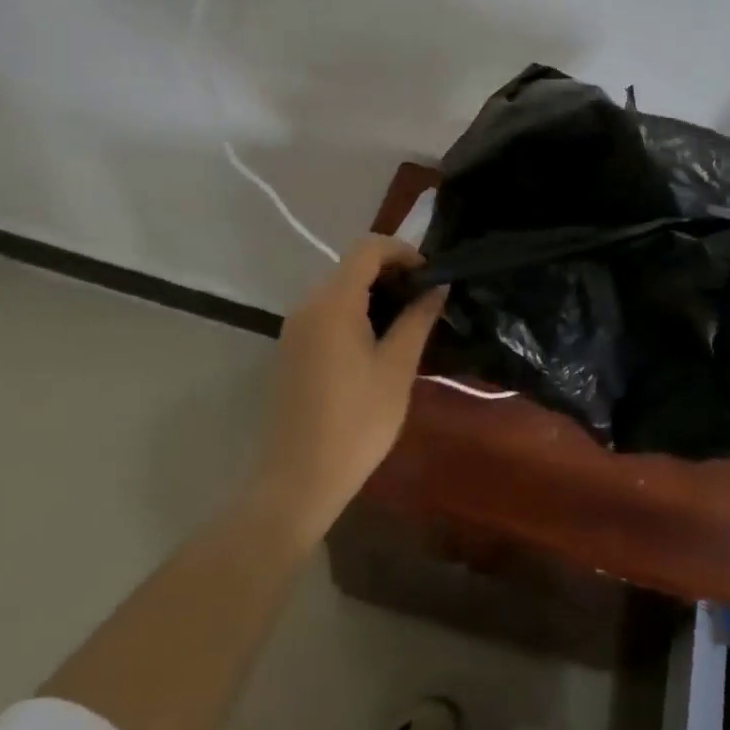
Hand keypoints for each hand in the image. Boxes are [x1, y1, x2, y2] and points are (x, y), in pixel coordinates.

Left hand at [253, 236, 447, 541]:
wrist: (297, 481)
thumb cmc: (356, 423)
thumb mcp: (397, 368)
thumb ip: (418, 319)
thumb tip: (437, 286)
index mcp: (333, 303)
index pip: (368, 248)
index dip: (403, 251)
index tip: (430, 275)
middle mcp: (308, 305)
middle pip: (352, 266)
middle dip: (392, 273)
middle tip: (426, 301)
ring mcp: (295, 328)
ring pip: (340, 290)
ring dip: (375, 294)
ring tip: (409, 322)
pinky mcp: (292, 349)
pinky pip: (328, 313)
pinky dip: (356, 313)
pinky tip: (378, 343)